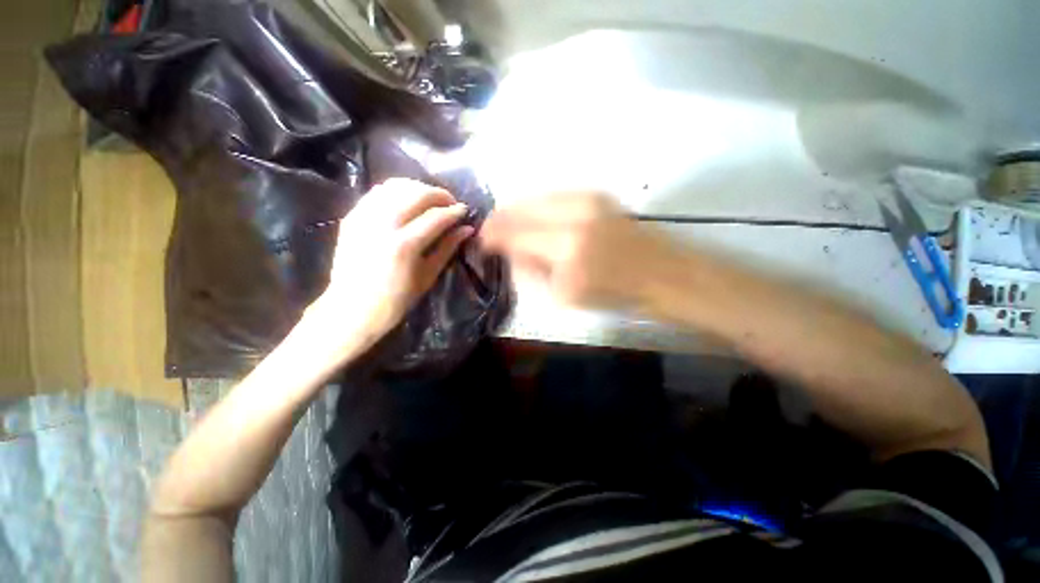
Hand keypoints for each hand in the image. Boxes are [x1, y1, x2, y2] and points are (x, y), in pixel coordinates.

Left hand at [306, 178, 472, 357]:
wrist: (352, 309)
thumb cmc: (396, 300)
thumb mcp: (428, 276)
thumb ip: (447, 248)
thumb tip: (466, 229)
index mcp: (404, 245)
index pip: (436, 217)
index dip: (454, 211)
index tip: (465, 211)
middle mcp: (383, 225)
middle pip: (416, 194)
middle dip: (439, 194)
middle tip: (450, 203)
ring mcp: (363, 218)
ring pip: (395, 187)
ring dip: (418, 189)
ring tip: (430, 200)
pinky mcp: (352, 217)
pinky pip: (377, 193)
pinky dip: (396, 191)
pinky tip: (406, 201)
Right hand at [480, 192, 680, 311]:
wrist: (659, 272)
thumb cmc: (613, 293)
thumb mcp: (566, 294)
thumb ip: (533, 270)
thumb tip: (511, 252)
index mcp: (566, 247)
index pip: (516, 233)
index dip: (493, 235)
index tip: (482, 240)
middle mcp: (574, 214)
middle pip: (523, 208)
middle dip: (501, 218)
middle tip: (489, 229)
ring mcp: (587, 199)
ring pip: (537, 197)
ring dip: (518, 209)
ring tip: (508, 221)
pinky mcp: (596, 194)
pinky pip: (555, 194)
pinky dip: (538, 204)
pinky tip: (534, 214)